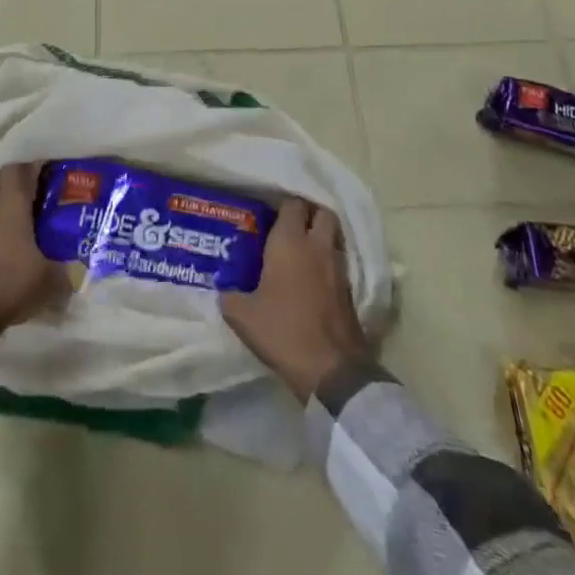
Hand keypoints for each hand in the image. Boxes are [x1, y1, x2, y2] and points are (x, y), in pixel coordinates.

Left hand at [0, 162, 69, 356]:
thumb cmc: (8, 285)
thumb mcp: (48, 282)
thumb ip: (65, 272)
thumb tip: (78, 272)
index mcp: (10, 204)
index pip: (18, 169)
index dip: (30, 167)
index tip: (43, 173)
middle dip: (8, 183)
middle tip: (25, 195)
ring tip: (5, 218)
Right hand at [221, 198, 367, 401]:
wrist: (332, 370)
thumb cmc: (284, 331)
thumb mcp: (243, 316)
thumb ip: (230, 296)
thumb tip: (224, 290)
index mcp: (290, 241)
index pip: (292, 204)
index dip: (282, 205)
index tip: (269, 214)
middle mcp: (317, 246)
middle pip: (321, 213)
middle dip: (309, 214)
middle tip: (291, 227)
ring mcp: (338, 267)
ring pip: (333, 237)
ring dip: (321, 238)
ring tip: (302, 252)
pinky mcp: (350, 290)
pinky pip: (339, 263)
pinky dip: (328, 263)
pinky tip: (314, 279)